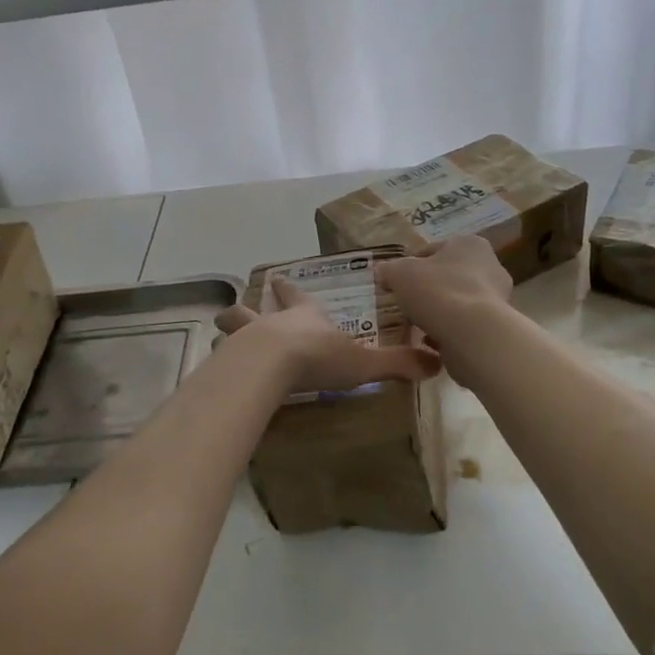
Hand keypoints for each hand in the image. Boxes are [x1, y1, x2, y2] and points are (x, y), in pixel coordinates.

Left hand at [215, 277, 439, 395]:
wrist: (274, 364)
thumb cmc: (319, 357)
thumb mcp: (365, 362)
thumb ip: (397, 363)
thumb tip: (437, 364)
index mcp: (306, 317)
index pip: (298, 298)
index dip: (290, 291)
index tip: (279, 279)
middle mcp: (273, 322)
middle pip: (254, 310)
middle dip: (248, 310)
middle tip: (236, 310)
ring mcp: (246, 339)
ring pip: (232, 327)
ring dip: (229, 331)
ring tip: (222, 337)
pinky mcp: (230, 361)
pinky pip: (222, 359)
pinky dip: (220, 364)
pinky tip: (217, 374)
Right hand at [375, 236, 513, 354]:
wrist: (472, 333)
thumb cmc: (437, 291)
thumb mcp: (400, 274)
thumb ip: (389, 269)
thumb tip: (382, 271)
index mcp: (468, 243)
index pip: (432, 250)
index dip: (410, 265)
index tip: (395, 282)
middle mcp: (490, 265)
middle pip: (448, 276)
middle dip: (428, 289)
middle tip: (406, 303)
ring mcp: (497, 297)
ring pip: (457, 301)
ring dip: (439, 311)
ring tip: (417, 325)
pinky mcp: (497, 325)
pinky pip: (465, 324)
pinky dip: (449, 330)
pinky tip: (432, 340)